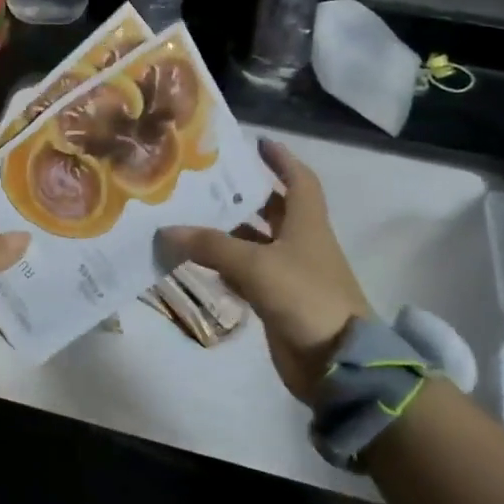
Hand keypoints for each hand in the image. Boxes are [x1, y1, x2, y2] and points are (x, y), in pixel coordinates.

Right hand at [160, 138, 367, 404]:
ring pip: (256, 243)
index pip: (298, 179)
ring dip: (228, 232)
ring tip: (190, 217)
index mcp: (307, 223)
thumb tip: (167, 230)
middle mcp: (300, 242)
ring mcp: (290, 273)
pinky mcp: (279, 300)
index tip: (258, 142)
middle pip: (272, 209)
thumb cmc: (304, 297)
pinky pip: (248, 274)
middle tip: (206, 181)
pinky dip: (226, 266)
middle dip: (244, 194)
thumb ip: (211, 246)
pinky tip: (198, 261)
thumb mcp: (256, 265)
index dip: (281, 159)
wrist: (337, 361)